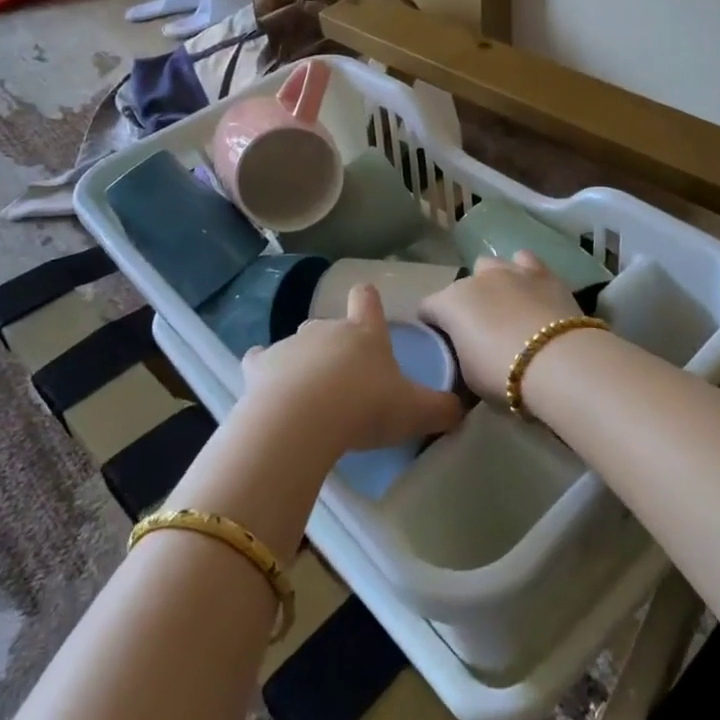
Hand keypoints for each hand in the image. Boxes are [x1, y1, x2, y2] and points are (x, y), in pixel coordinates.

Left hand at [241, 284, 461, 454]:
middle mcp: (326, 328)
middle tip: (345, 382)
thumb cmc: (364, 408)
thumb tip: (461, 409)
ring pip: (297, 345)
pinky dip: (265, 371)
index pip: (366, 299)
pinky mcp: (259, 365)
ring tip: (309, 398)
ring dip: (303, 363)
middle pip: (330, 324)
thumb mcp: (414, 412)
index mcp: (364, 332)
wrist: (301, 421)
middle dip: (335, 346)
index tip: (368, 311)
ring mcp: (290, 344)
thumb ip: (441, 409)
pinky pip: (261, 360)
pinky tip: (269, 391)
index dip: (368, 302)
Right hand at [418, 252, 583, 402]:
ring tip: (506, 308)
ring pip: (492, 266)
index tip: (443, 344)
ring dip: (493, 283)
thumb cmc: (503, 375)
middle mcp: (476, 279)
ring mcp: (510, 271)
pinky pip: (525, 261)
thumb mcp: (469, 378)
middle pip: (461, 286)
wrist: (558, 362)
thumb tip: (468, 354)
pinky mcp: (542, 272)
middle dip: (466, 304)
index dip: (432, 326)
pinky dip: (524, 273)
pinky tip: (530, 291)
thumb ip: (462, 356)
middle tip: (479, 332)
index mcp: (450, 303)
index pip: (427, 308)